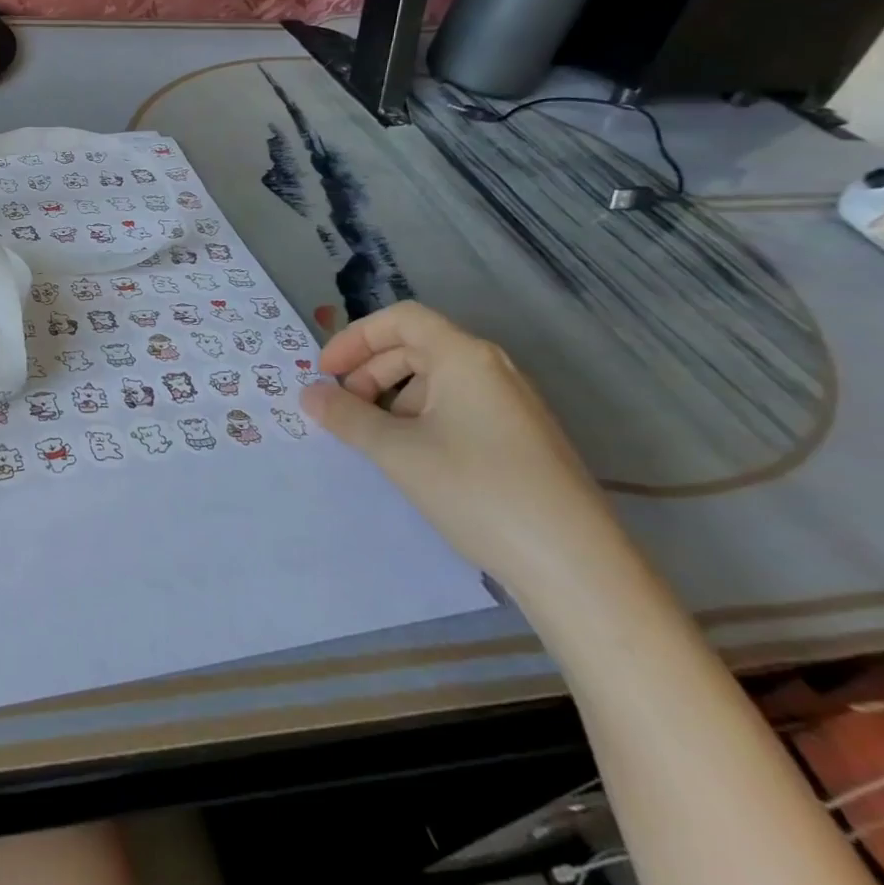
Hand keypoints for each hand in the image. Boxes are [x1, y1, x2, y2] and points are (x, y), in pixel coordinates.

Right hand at [300, 301, 623, 594]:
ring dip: (392, 399)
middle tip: (342, 410)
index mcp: (464, 357)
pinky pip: (457, 409)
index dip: (355, 338)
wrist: (575, 565)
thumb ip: (346, 417)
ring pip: (435, 381)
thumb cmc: (477, 490)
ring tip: (374, 440)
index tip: (324, 373)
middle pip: (415, 348)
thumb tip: (308, 394)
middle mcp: (492, 369)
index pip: (400, 319)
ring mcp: (510, 405)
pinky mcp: (520, 439)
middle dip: (369, 372)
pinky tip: (412, 459)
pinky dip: (421, 420)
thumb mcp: (397, 452)